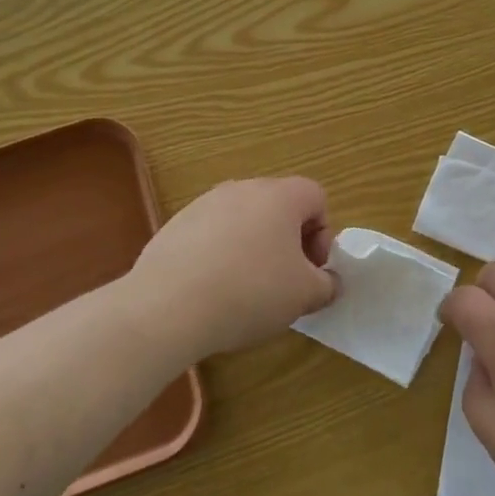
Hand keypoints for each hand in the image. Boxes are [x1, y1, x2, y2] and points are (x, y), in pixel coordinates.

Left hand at [130, 177, 336, 357]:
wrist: (167, 307)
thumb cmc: (250, 292)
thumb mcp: (304, 295)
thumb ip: (327, 285)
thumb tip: (327, 282)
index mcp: (280, 196)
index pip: (316, 197)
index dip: (322, 234)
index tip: (312, 270)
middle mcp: (243, 188)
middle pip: (279, 207)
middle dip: (289, 242)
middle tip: (285, 282)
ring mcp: (204, 204)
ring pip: (244, 221)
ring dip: (254, 248)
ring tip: (245, 290)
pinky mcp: (175, 225)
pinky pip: (212, 235)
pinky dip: (220, 256)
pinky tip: (212, 291)